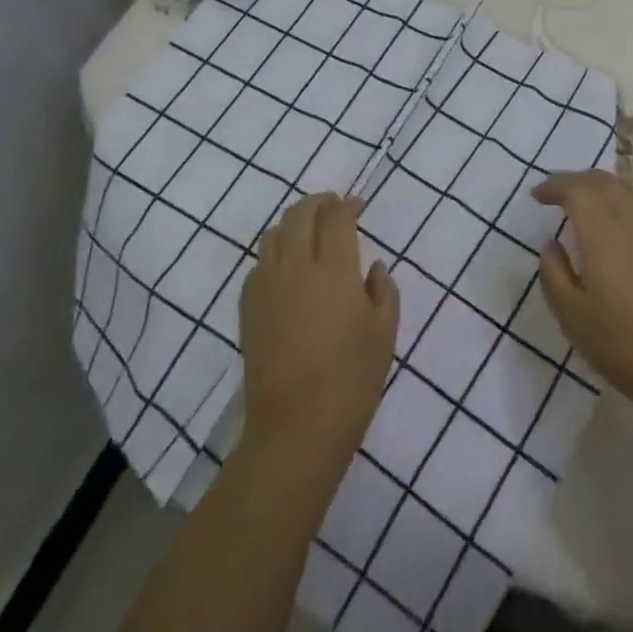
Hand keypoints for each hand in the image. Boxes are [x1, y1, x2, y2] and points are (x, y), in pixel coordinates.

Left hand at [239, 193, 398, 468]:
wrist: (295, 428)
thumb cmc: (351, 379)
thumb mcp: (384, 332)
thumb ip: (384, 290)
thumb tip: (374, 267)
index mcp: (333, 268)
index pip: (336, 218)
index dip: (348, 205)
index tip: (359, 205)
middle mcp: (295, 267)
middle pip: (299, 215)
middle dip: (318, 203)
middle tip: (333, 205)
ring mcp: (266, 286)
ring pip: (274, 235)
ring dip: (293, 223)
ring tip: (309, 230)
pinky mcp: (248, 308)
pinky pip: (259, 264)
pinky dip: (275, 252)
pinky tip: (288, 268)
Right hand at [534, 170, 632, 422]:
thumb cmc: (621, 343)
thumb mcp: (572, 315)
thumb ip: (554, 273)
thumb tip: (551, 244)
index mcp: (602, 233)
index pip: (577, 189)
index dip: (554, 185)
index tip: (536, 196)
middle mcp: (629, 223)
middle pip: (602, 181)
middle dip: (575, 179)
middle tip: (553, 193)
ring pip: (622, 192)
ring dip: (596, 188)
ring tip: (577, 205)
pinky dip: (614, 203)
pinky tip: (606, 227)